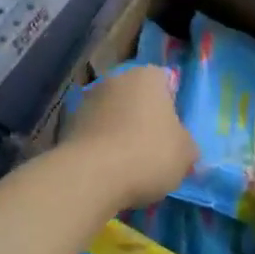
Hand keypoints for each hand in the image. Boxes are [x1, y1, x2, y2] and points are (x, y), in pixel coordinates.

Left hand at [60, 64, 197, 209]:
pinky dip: (101, 147)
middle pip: (136, 97)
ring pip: (112, 115)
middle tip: (154, 148)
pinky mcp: (67, 126)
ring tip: (129, 164)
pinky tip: (108, 170)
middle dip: (143, 117)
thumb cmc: (149, 155)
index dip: (171, 105)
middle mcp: (115, 80)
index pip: (165, 81)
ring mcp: (87, 101)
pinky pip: (94, 134)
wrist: (92, 177)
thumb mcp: (186, 154)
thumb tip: (184, 148)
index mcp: (148, 77)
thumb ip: (187, 145)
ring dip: (119, 131)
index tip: (174, 131)